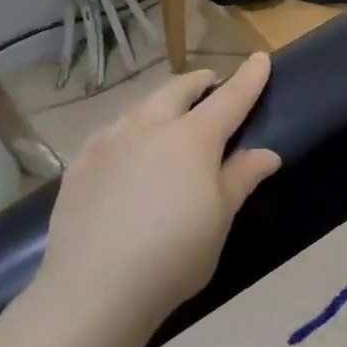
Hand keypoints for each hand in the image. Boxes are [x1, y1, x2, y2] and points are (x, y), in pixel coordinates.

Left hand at [34, 53, 281, 335]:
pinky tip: (126, 148)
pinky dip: (129, 128)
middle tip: (210, 85)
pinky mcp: (79, 165)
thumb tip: (267, 153)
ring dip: (161, 103)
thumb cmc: (174, 255)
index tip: (260, 58)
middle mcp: (148, 128)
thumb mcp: (220, 219)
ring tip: (169, 115)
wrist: (95, 288)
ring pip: (139, 107)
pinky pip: (110, 132)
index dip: (248, 79)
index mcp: (192, 139)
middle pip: (177, 91)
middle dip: (198, 83)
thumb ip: (241, 178)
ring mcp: (108, 143)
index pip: (230, 99)